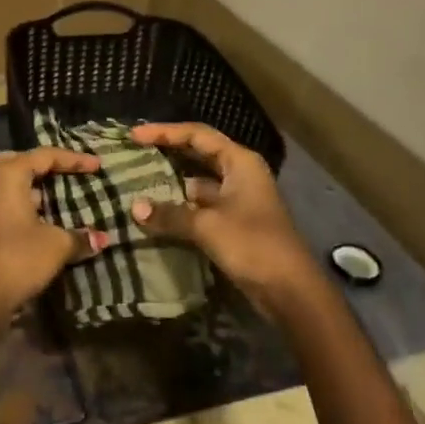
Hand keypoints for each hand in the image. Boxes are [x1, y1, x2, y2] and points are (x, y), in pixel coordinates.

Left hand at [0, 148, 107, 312]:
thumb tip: (102, 239)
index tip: (97, 167)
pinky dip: (21, 201)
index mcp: (7, 173)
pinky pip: (1, 199)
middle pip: (20, 161)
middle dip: (45, 166)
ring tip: (58, 196)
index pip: (44, 156)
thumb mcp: (56, 244)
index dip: (73, 160)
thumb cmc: (19, 257)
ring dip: (32, 186)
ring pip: (7, 181)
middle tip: (68, 174)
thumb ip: (79, 236)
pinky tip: (40, 218)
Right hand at [128, 123, 316, 314]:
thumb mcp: (207, 226)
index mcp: (240, 162)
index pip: (197, 135)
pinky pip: (200, 205)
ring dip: (171, 181)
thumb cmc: (253, 245)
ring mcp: (238, 199)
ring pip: (197, 181)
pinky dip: (179, 206)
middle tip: (134, 151)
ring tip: (138, 180)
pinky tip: (156, 212)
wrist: (290, 292)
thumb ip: (170, 214)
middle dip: (167, 152)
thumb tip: (134, 207)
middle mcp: (240, 174)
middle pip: (198, 153)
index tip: (135, 135)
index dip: (165, 132)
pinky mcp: (233, 223)